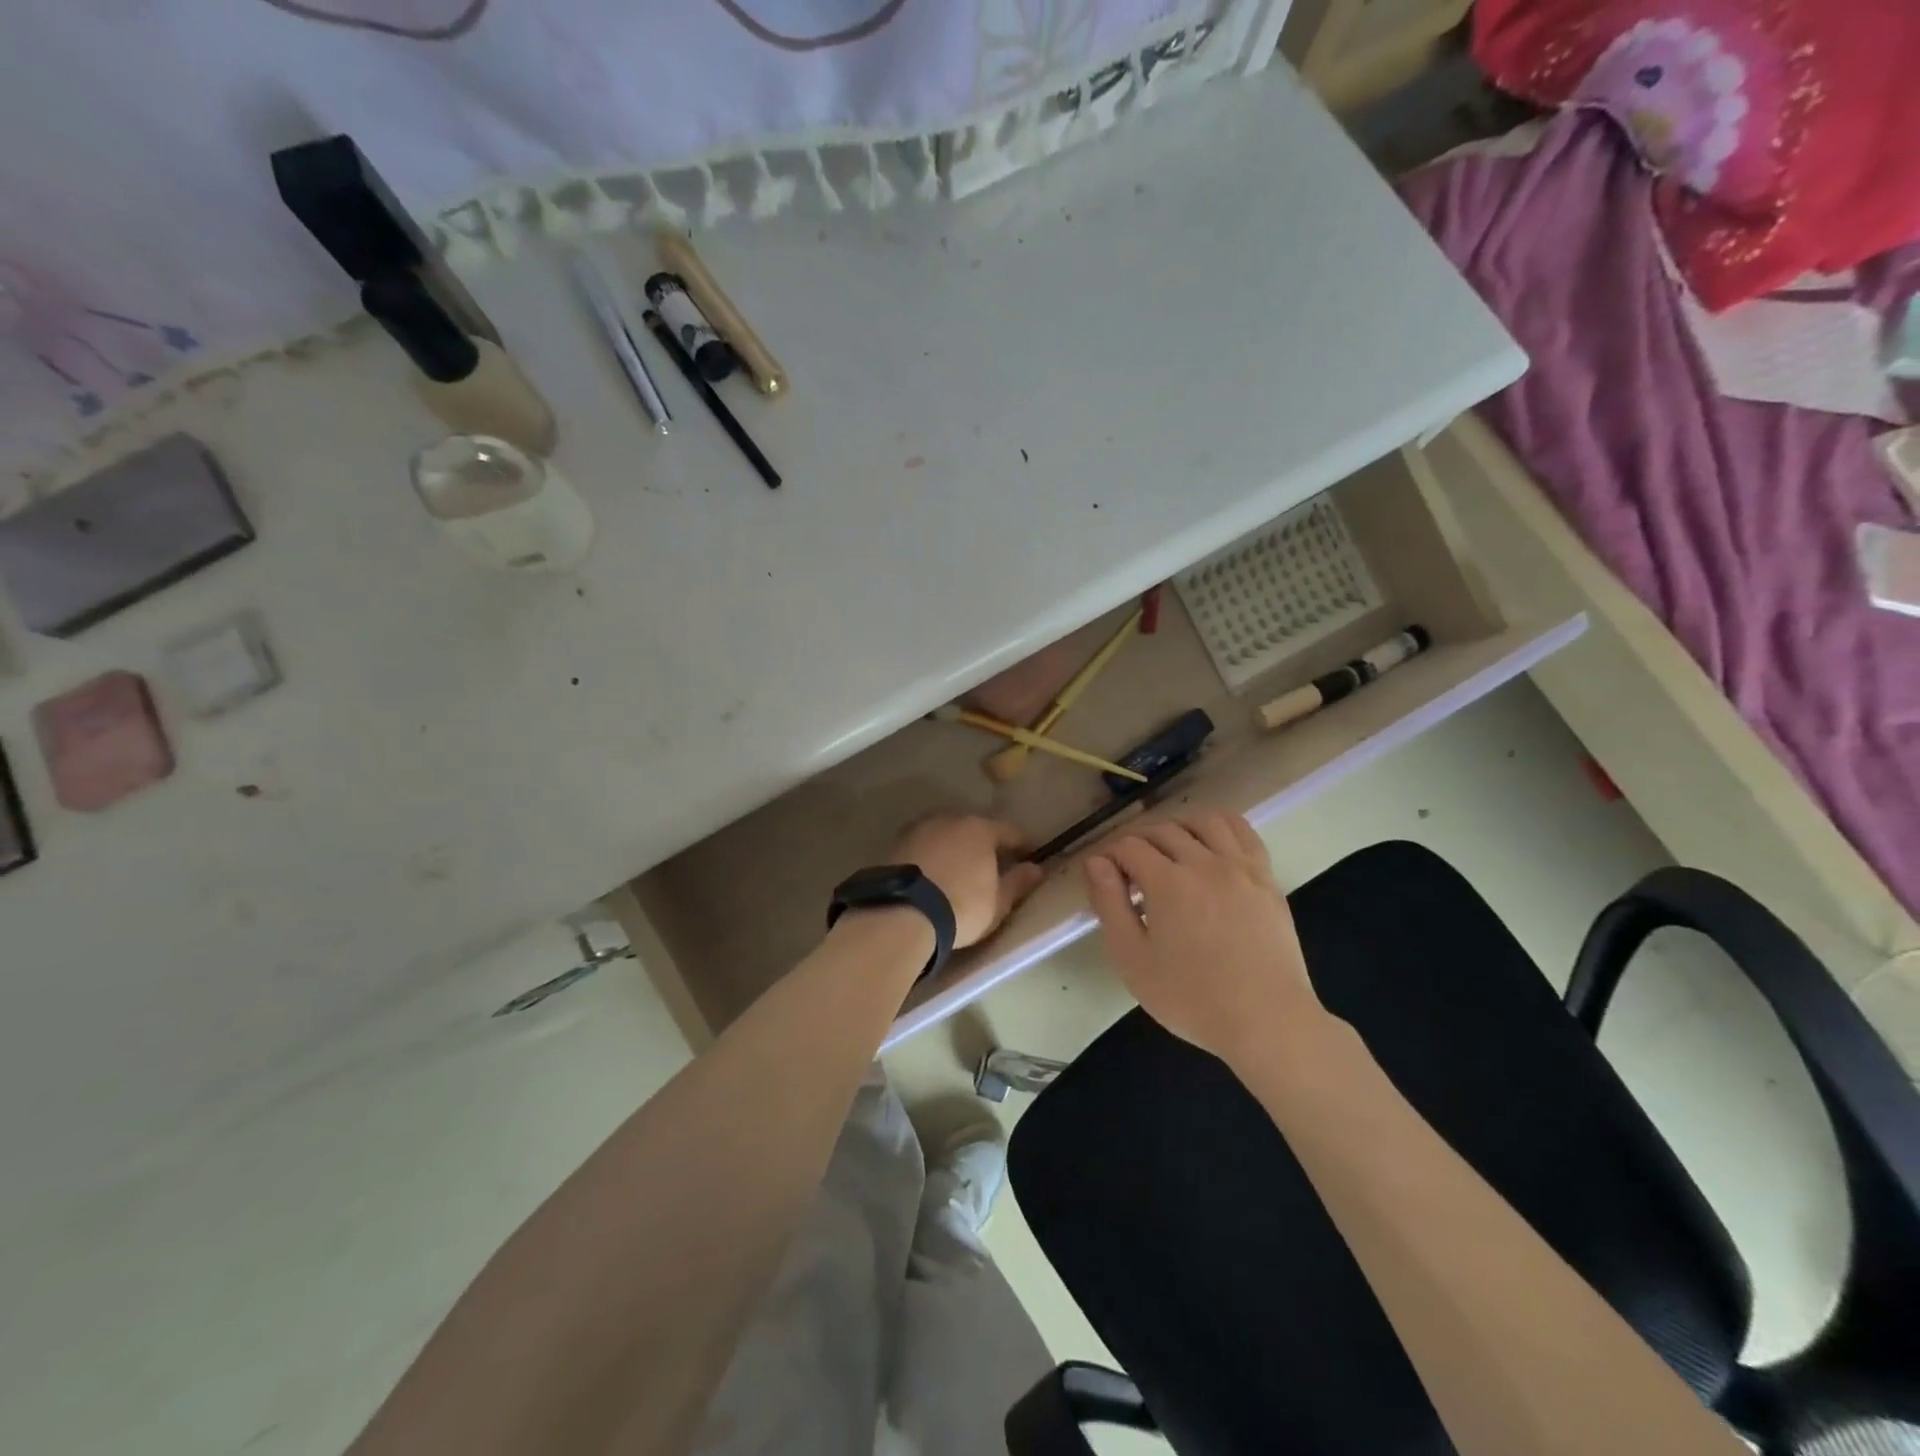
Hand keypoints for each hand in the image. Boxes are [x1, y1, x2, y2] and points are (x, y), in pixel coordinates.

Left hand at [892, 814, 1046, 948]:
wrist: (902, 913)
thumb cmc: (961, 907)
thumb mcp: (998, 902)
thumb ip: (1018, 883)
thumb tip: (1036, 869)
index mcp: (980, 829)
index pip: (1008, 831)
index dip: (1021, 844)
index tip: (1027, 855)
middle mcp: (949, 820)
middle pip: (973, 828)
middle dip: (982, 843)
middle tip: (988, 865)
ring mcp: (919, 829)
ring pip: (944, 834)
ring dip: (952, 847)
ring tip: (956, 870)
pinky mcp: (894, 844)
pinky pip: (922, 846)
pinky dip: (930, 856)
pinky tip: (930, 874)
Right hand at [1083, 812, 1322, 1066]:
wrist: (1267, 1021)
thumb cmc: (1192, 998)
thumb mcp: (1133, 959)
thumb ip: (1110, 905)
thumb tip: (1096, 863)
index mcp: (1168, 883)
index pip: (1129, 847)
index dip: (1109, 856)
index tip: (1103, 875)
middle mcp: (1205, 863)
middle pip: (1164, 830)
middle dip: (1137, 841)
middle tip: (1128, 867)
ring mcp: (1241, 868)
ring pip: (1205, 822)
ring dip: (1178, 825)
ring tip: (1167, 847)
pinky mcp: (1267, 879)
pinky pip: (1243, 833)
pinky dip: (1220, 826)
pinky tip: (1210, 841)